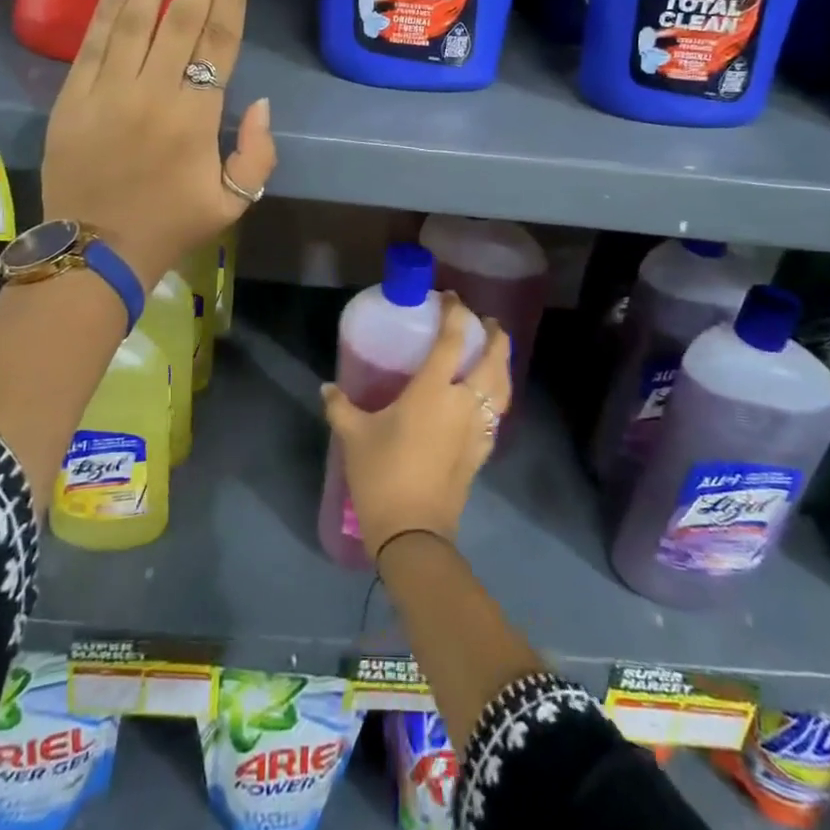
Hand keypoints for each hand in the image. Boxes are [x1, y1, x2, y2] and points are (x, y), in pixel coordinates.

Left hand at [40, 0, 277, 287]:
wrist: (94, 253)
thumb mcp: (234, 202)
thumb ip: (258, 153)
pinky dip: (107, 8)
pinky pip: (92, 43)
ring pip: (135, 19)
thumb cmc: (170, 226)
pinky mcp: (73, 98)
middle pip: (182, 17)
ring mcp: (107, 92)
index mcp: (195, 117)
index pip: (220, 39)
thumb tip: (259, 102)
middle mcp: (153, 92)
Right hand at [321, 294, 510, 561]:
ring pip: (503, 387)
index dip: (455, 313)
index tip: (450, 297)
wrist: (413, 532)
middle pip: (493, 360)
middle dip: (494, 335)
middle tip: (486, 321)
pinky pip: (498, 413)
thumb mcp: (354, 436)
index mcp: (433, 391)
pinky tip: (489, 397)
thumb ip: (340, 407)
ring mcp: (477, 428)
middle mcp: (463, 403)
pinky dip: (499, 395)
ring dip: (503, 363)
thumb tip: (326, 388)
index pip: (453, 340)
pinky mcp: (482, 451)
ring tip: (496, 352)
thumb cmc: (382, 475)